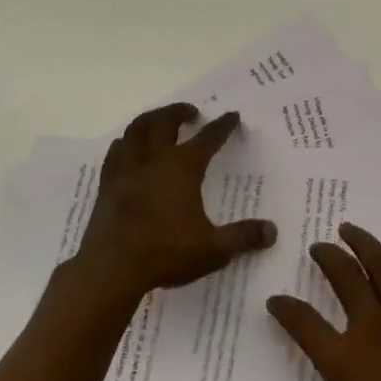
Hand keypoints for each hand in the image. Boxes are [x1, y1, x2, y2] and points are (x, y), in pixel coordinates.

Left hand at [74, 102, 273, 303]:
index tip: (232, 116)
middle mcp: (155, 159)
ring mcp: (127, 169)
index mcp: (183, 167)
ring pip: (137, 129)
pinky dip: (125, 143)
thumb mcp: (213, 249)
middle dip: (180, 112)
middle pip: (166, 122)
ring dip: (151, 119)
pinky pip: (116, 152)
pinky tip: (128, 147)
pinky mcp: (108, 184)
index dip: (222, 126)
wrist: (111, 268)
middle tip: (191, 112)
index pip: (208, 138)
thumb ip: (243, 237)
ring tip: (159, 120)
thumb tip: (272, 232)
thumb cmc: (165, 253)